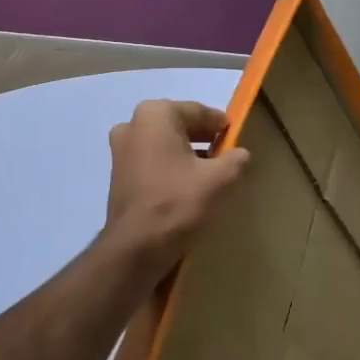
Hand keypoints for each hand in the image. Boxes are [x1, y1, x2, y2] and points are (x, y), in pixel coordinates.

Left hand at [104, 100, 249, 274]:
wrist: (136, 248)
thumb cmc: (178, 203)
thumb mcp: (220, 180)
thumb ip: (236, 160)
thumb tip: (241, 155)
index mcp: (155, 114)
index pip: (198, 111)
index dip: (220, 124)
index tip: (236, 136)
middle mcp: (132, 125)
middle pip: (178, 125)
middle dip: (202, 138)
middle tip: (226, 154)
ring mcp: (120, 151)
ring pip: (163, 144)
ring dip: (186, 154)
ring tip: (210, 173)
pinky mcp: (118, 175)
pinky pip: (152, 162)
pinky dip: (170, 168)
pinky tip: (187, 187)